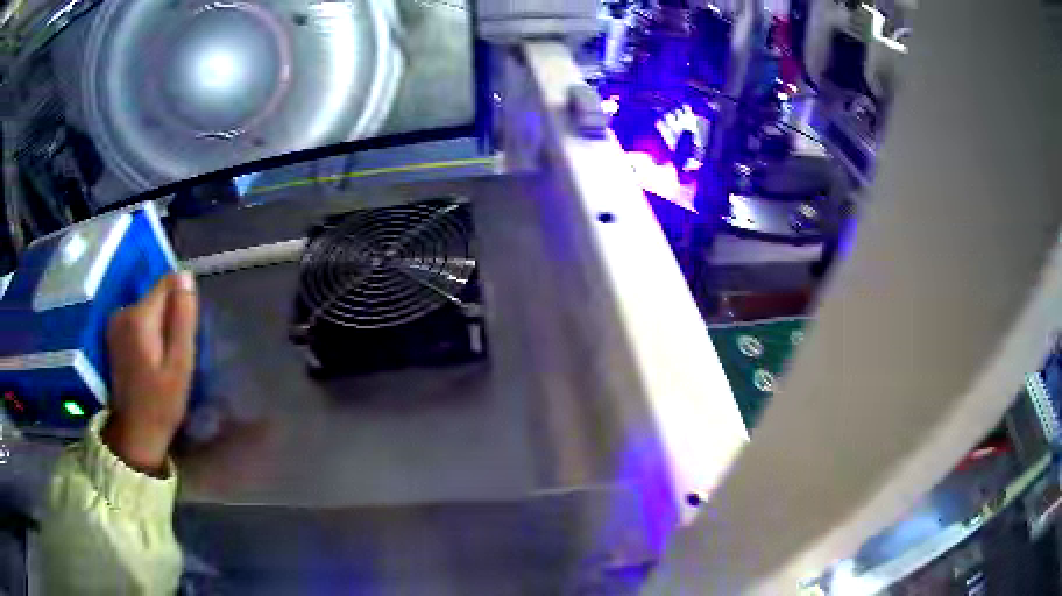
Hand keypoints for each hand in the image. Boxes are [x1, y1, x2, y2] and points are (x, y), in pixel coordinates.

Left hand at [102, 272, 197, 475]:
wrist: (135, 433)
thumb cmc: (161, 403)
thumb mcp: (180, 364)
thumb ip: (182, 319)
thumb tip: (186, 276)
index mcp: (140, 316)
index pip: (168, 283)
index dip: (182, 302)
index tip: (185, 332)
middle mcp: (123, 311)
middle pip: (157, 296)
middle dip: (171, 316)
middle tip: (176, 354)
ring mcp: (115, 322)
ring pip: (149, 307)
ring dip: (160, 325)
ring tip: (165, 360)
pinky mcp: (114, 333)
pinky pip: (139, 319)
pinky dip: (149, 332)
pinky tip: (152, 359)